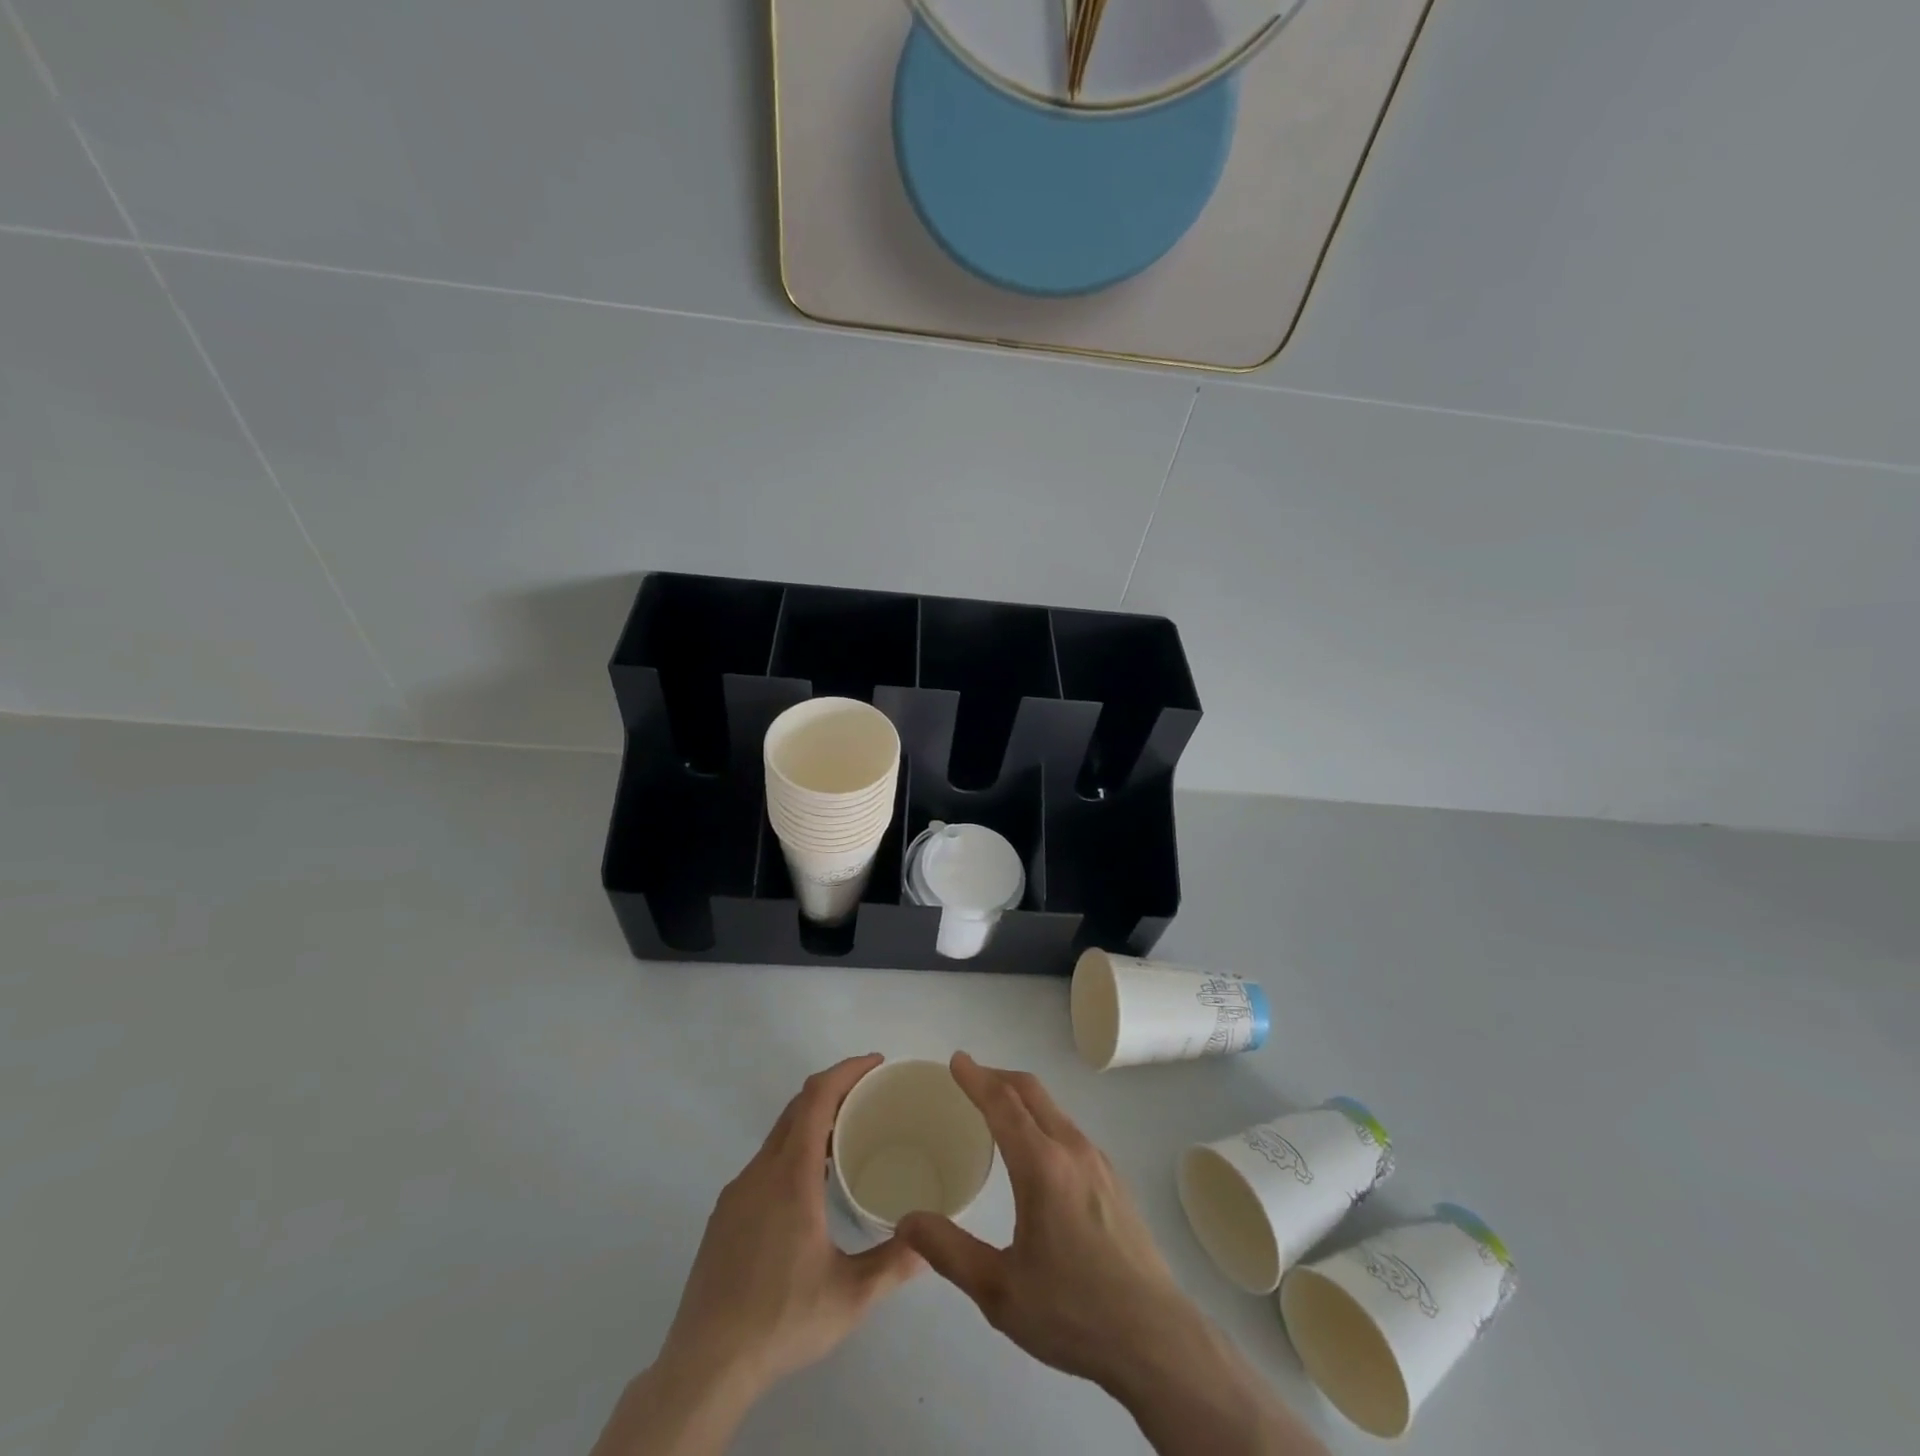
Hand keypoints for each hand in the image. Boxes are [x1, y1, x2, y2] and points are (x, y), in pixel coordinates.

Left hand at [665, 1053, 923, 1386]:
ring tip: (847, 1137)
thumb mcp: (850, 1296)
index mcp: (790, 1177)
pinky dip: (793, 1150)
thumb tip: (932, 1239)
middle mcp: (760, 1173)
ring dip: (812, 1121)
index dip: (846, 1071)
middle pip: (796, 1108)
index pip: (816, 1098)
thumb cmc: (780, 1321)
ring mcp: (737, 1194)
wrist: (703, 1368)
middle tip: (871, 1095)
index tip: (876, 1063)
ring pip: (778, 1136)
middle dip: (834, 1089)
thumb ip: (894, 1263)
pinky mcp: (724, 1217)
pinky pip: (765, 1163)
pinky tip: (810, 1187)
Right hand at [896, 1054, 1326, 1455]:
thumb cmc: (1072, 1312)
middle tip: (970, 1078)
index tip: (956, 1060)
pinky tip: (1037, 1153)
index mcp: (1042, 1165)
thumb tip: (905, 1220)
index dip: (976, 1078)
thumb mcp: (999, 1290)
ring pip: (1054, 1110)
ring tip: (997, 1112)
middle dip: (998, 1076)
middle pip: (1032, 1092)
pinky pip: (1070, 1131)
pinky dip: (1043, 1120)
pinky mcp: (1115, 1181)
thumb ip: (948, 1250)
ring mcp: (1099, 1162)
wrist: (1155, 1339)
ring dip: (1022, 1098)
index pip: (1002, 1103)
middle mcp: (1072, 1149)